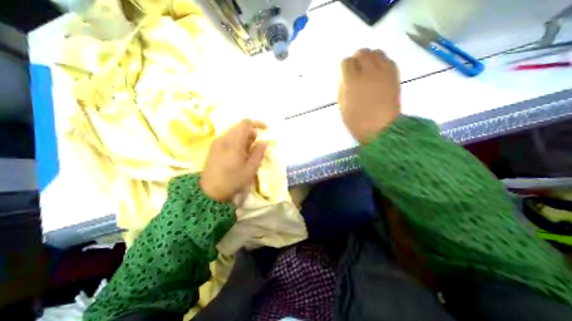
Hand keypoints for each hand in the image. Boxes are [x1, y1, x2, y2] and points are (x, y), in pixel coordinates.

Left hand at [199, 119, 269, 201]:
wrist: (209, 192)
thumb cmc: (233, 181)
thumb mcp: (250, 169)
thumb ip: (258, 153)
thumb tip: (264, 141)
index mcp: (234, 143)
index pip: (245, 123)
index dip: (257, 123)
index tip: (266, 130)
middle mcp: (224, 138)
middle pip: (240, 126)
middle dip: (251, 132)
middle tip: (257, 145)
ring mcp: (217, 142)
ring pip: (234, 132)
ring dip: (244, 137)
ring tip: (248, 151)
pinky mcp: (214, 147)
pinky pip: (228, 137)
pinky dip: (237, 141)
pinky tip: (239, 153)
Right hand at [336, 48, 398, 142]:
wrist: (382, 128)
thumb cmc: (357, 121)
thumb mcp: (342, 107)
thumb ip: (342, 89)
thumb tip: (344, 78)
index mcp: (352, 82)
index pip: (346, 62)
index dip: (344, 66)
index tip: (344, 73)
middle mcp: (368, 72)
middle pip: (362, 53)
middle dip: (356, 59)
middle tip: (355, 68)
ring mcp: (383, 72)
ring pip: (376, 53)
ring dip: (369, 57)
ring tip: (367, 67)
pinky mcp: (394, 75)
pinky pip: (388, 60)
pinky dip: (381, 61)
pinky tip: (378, 70)